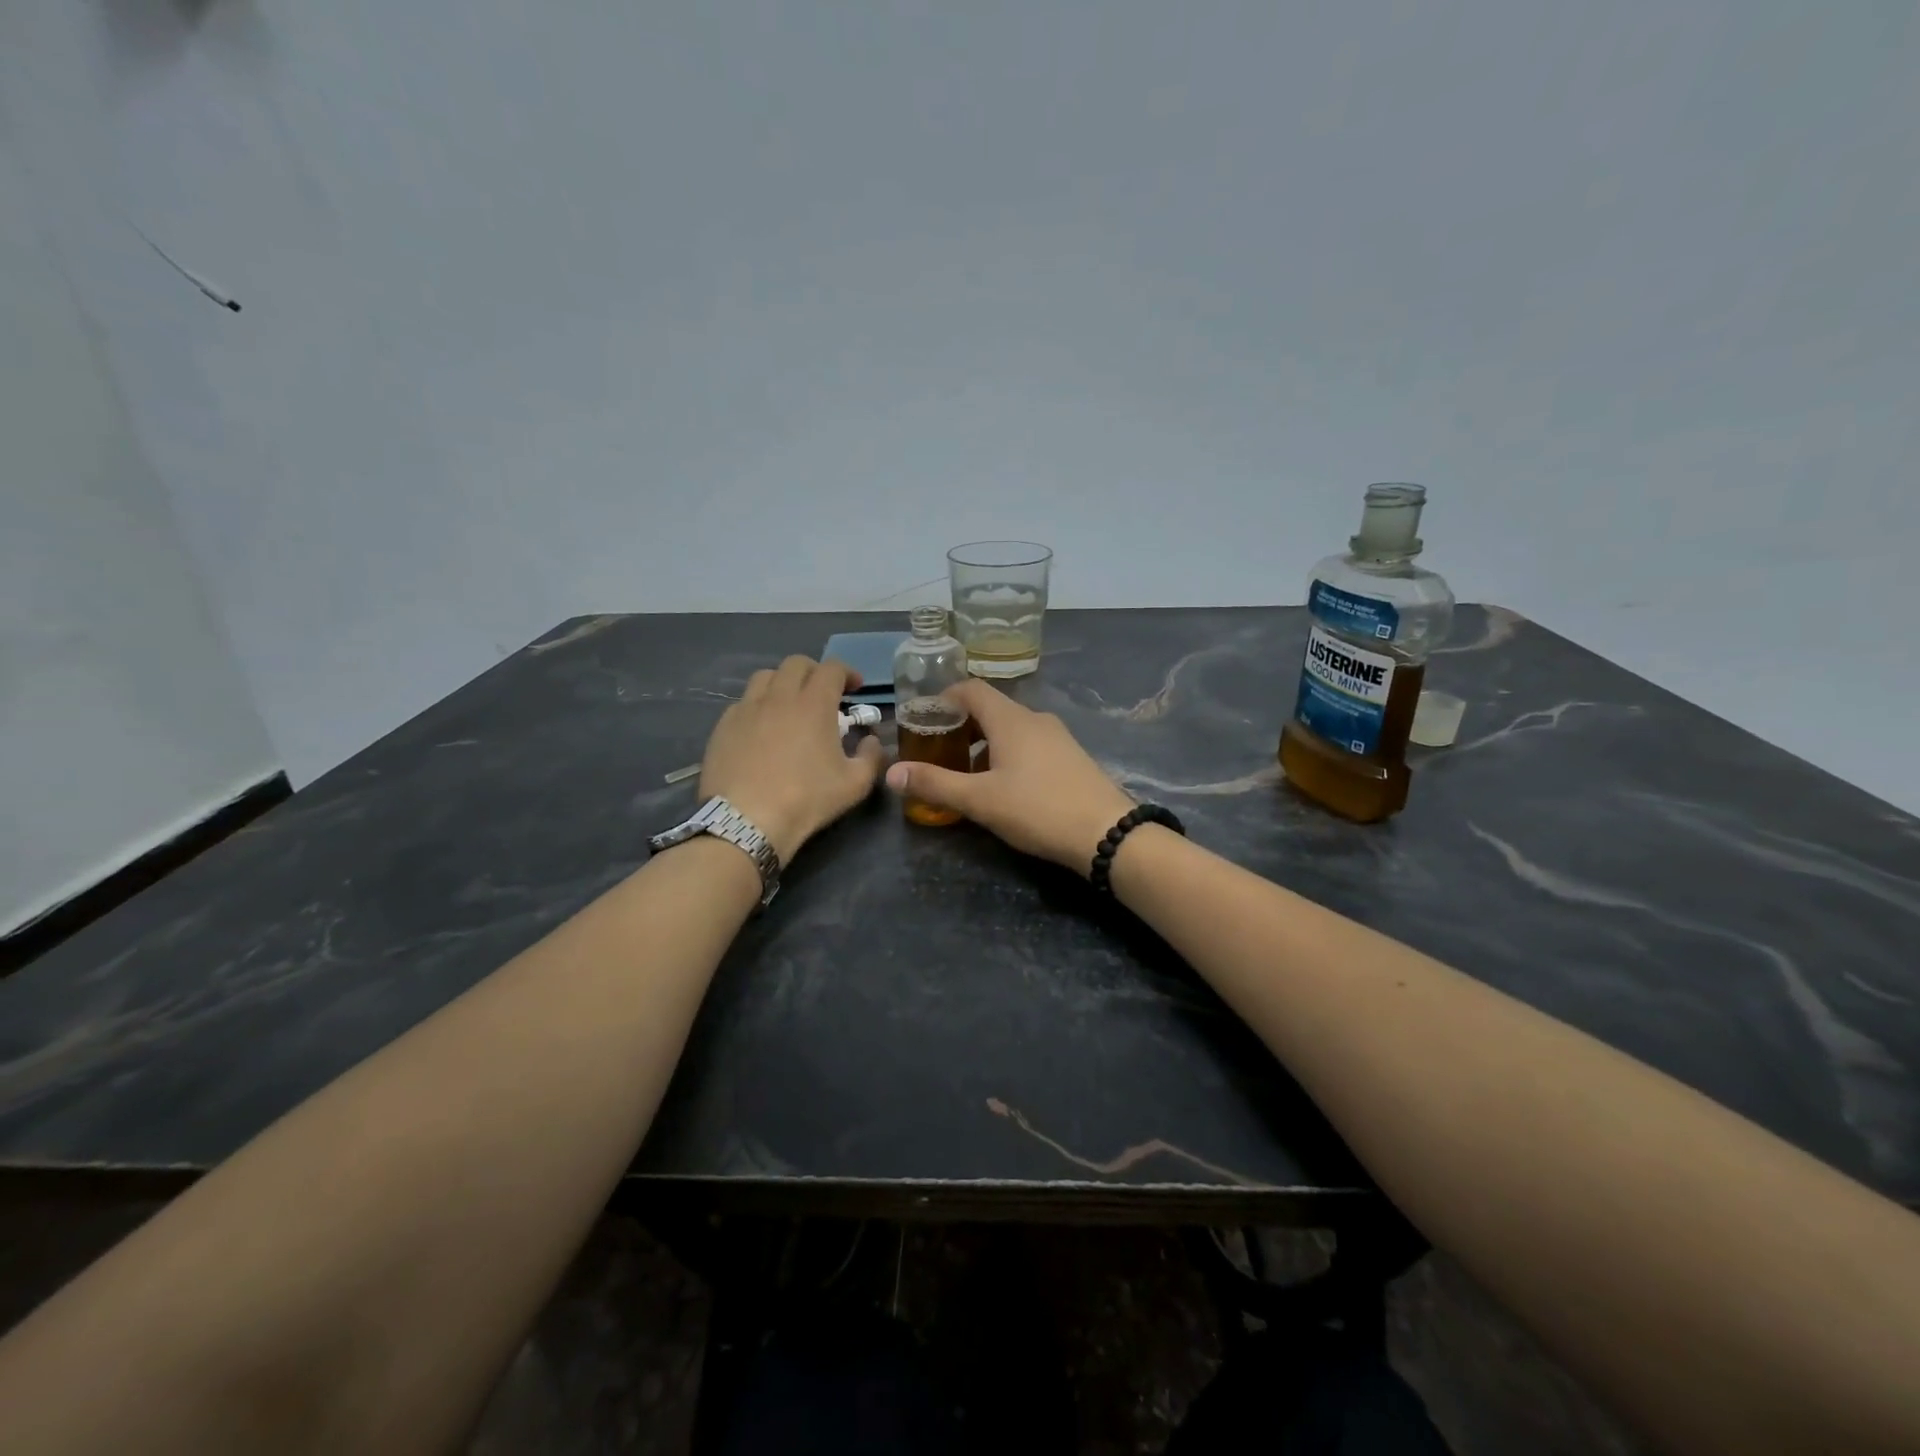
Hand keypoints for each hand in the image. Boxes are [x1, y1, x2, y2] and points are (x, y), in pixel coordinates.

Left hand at [700, 657, 884, 863]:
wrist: (746, 821)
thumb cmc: (806, 800)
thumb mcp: (855, 784)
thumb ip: (871, 756)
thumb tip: (870, 740)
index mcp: (814, 704)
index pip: (832, 668)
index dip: (847, 673)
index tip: (855, 688)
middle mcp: (779, 696)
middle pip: (796, 663)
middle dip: (815, 672)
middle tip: (824, 693)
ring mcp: (747, 708)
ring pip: (765, 677)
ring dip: (784, 683)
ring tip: (790, 705)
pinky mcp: (724, 726)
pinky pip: (744, 702)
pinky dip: (759, 706)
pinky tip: (763, 728)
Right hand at [884, 680, 1135, 874]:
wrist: (1107, 833)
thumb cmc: (1037, 809)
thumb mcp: (979, 800)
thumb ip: (934, 784)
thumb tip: (891, 772)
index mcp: (1010, 719)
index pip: (971, 689)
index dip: (945, 698)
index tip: (925, 719)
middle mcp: (1035, 719)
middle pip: (991, 709)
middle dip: (962, 726)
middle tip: (939, 752)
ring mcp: (1058, 737)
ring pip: (1011, 729)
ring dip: (985, 744)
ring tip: (967, 775)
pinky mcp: (1071, 757)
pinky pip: (1031, 745)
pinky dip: (1008, 755)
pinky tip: (1004, 787)